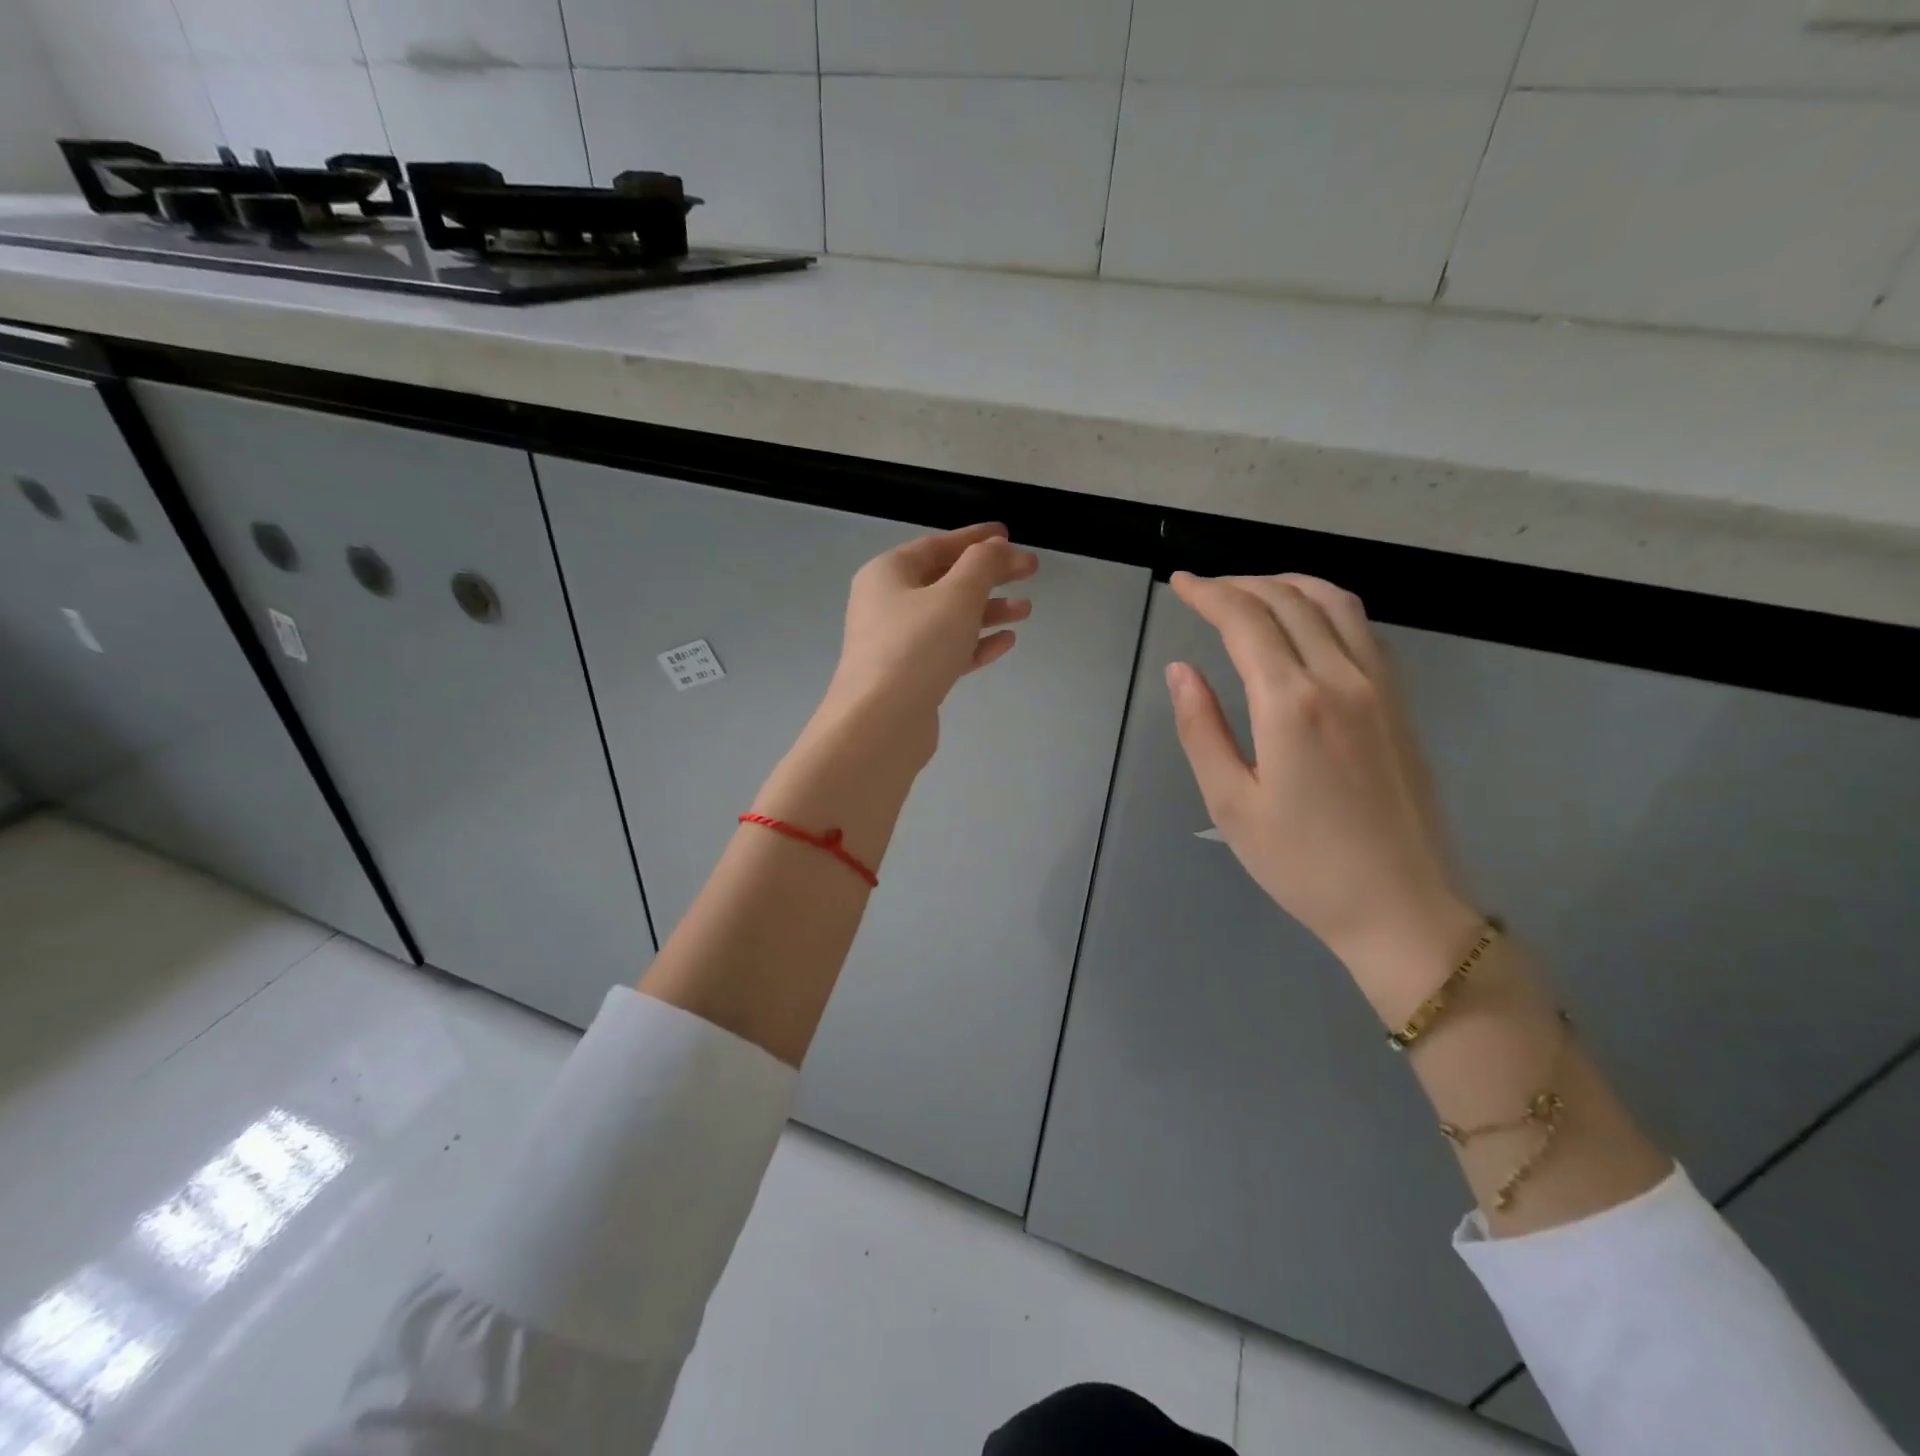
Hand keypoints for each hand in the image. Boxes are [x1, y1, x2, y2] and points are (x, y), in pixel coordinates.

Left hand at [817, 523, 1037, 766]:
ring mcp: (896, 644)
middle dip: (989, 576)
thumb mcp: (957, 595)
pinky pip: (948, 651)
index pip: (937, 546)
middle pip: (945, 581)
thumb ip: (983, 564)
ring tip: (1026, 611)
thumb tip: (997, 547)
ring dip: (988, 611)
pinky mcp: (910, 678)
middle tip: (1029, 572)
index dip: (976, 539)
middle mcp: (887, 604)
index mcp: (888, 574)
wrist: (880, 723)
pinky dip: (976, 643)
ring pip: (949, 618)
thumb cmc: (916, 647)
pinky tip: (1005, 642)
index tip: (1010, 535)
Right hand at [1165, 572, 1478, 1002]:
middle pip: (1289, 600)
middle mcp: (1341, 679)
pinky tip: (1305, 623)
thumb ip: (1201, 729)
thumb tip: (1180, 670)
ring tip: (1251, 591)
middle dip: (1240, 584)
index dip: (1208, 594)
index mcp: (1292, 704)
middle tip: (1204, 589)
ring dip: (1287, 584)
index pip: (1245, 621)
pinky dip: (1325, 605)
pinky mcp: (1400, 703)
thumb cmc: (1303, 865)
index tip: (1179, 584)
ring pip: (1335, 603)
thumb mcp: (1231, 804)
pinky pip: (1362, 629)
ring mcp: (1380, 687)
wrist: (1402, 907)